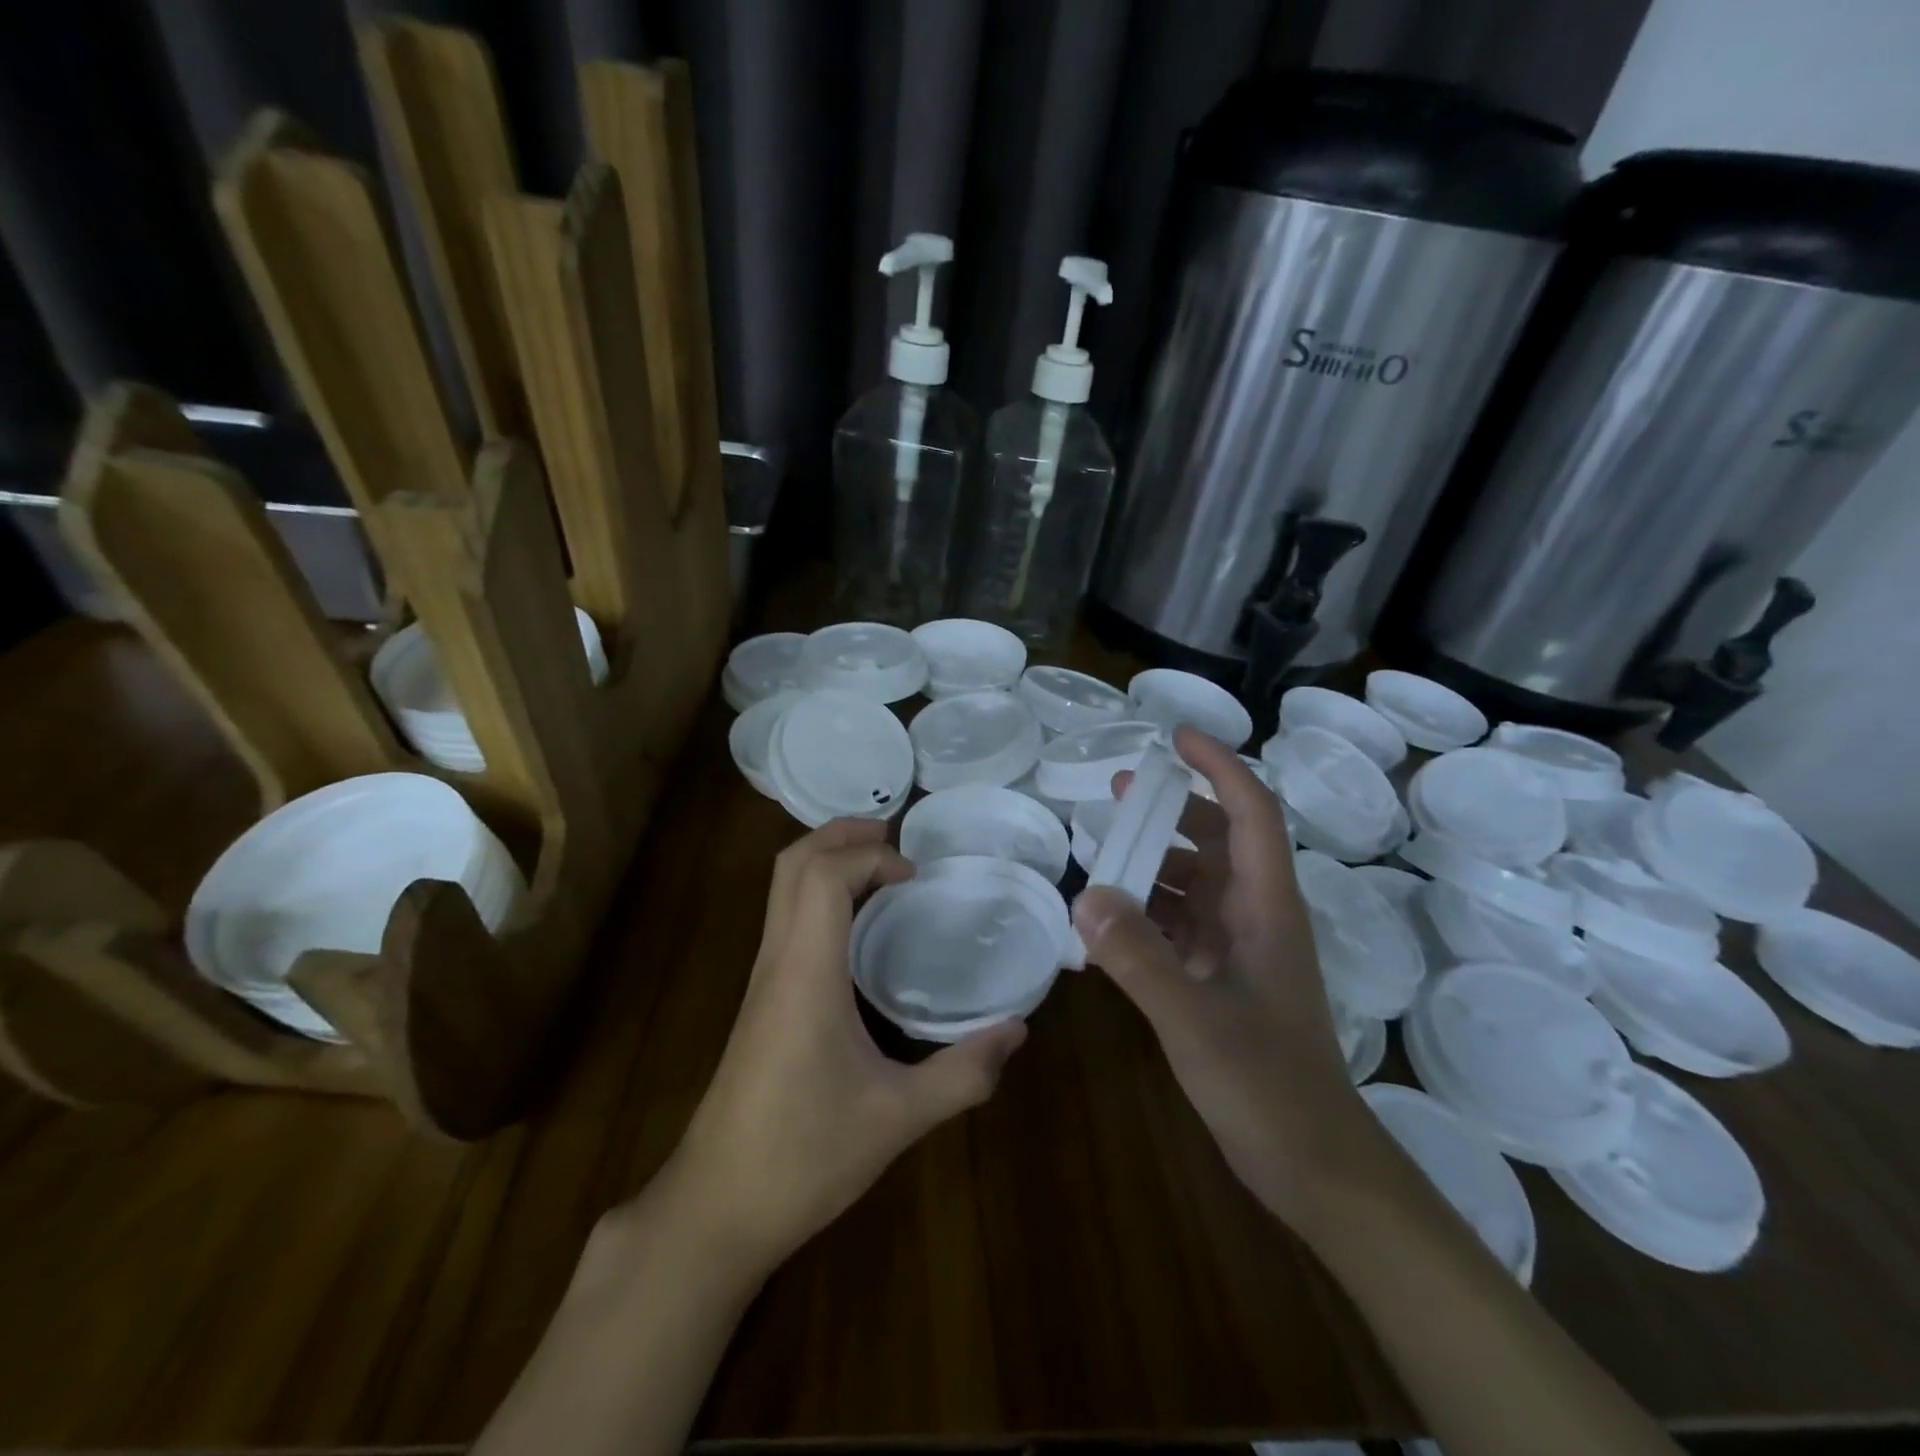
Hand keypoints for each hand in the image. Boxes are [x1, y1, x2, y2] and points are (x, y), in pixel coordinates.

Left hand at [667, 819, 1026, 1277]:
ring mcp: (762, 979)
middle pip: (792, 864)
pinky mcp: (760, 999)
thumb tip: (1019, 1030)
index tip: (917, 875)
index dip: (870, 855)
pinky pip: (786, 917)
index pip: (822, 875)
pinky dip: (820, 893)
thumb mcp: (898, 1118)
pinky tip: (858, 927)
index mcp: (805, 973)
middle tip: (896, 838)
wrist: (715, 1209)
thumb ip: (963, 1073)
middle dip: (842, 834)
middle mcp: (777, 961)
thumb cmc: (803, 1157)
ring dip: (828, 860)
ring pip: (782, 888)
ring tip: (883, 870)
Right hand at [1072, 726, 1369, 1227]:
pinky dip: (1145, 914)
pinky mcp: (1221, 981)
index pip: (1252, 813)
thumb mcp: (1196, 1020)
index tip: (1175, 737)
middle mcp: (1255, 917)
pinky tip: (1104, 923)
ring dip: (1154, 862)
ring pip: (1196, 883)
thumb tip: (1086, 895)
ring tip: (1101, 853)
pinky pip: (1179, 927)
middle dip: (1174, 808)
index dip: (1219, 767)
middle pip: (1220, 839)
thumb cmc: (1269, 1087)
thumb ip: (1140, 958)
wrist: (1315, 1167)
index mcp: (1266, 908)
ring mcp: (1239, 950)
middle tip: (1117, 792)